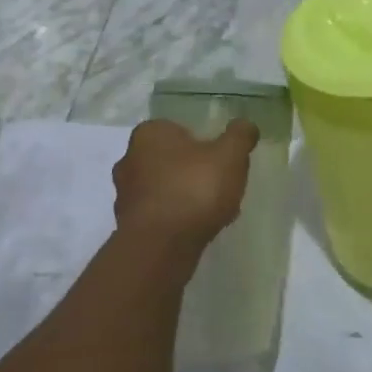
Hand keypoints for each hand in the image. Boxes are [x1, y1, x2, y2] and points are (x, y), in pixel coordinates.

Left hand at [112, 118, 258, 256]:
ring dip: (184, 197)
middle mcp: (129, 158)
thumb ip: (239, 136)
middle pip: (170, 160)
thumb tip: (246, 125)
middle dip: (192, 171)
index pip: (179, 130)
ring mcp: (124, 194)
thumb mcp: (229, 156)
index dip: (203, 145)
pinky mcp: (126, 225)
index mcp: (150, 133)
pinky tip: (195, 231)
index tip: (221, 162)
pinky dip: (175, 219)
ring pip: (163, 188)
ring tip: (211, 213)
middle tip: (219, 186)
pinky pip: (158, 215)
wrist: (160, 247)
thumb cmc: (194, 189)